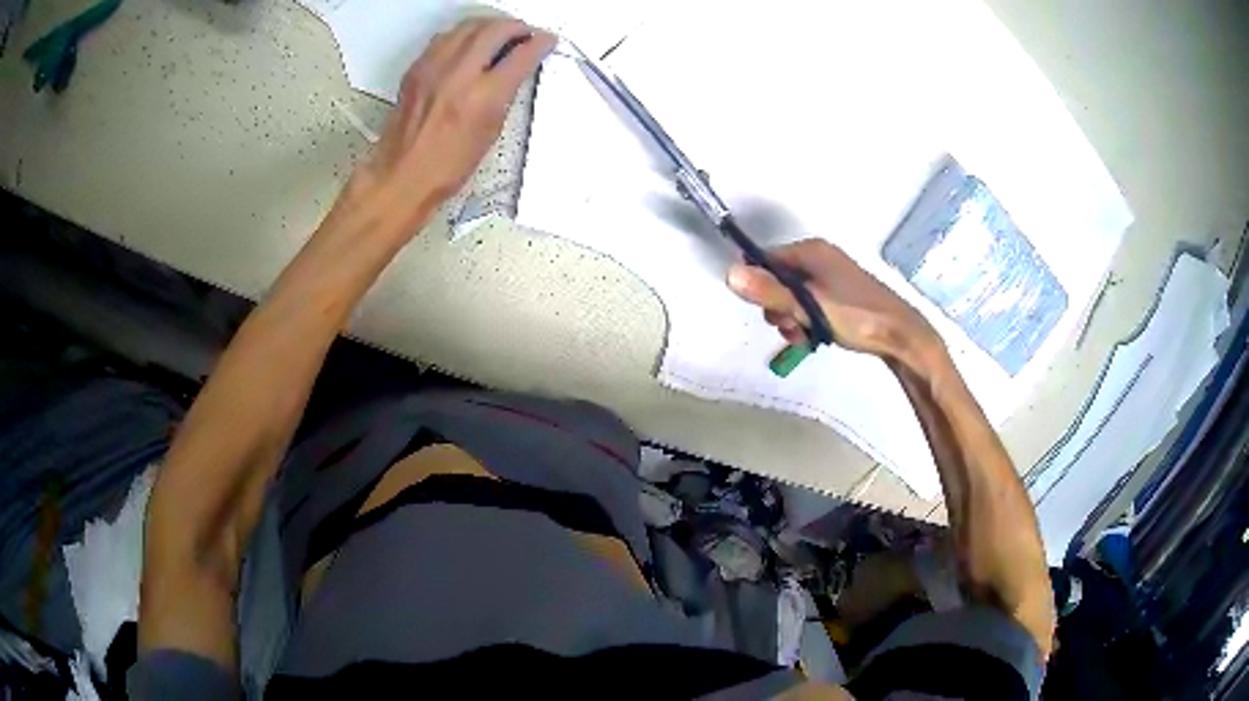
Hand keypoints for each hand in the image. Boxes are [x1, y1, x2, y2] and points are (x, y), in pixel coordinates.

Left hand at [350, 18, 555, 229]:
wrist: (401, 175)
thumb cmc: (448, 166)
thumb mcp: (491, 132)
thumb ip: (505, 94)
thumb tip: (515, 70)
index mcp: (483, 97)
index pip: (521, 55)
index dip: (540, 43)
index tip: (547, 41)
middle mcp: (458, 75)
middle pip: (495, 30)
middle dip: (516, 26)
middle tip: (526, 32)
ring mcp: (433, 68)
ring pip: (468, 26)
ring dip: (489, 25)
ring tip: (499, 33)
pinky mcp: (416, 69)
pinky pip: (445, 37)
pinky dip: (463, 34)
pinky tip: (469, 43)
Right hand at [727, 239, 938, 359]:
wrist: (901, 335)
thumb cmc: (856, 315)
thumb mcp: (809, 306)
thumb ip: (770, 291)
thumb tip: (729, 274)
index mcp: (812, 250)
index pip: (767, 259)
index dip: (760, 285)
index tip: (770, 311)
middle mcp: (820, 257)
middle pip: (779, 280)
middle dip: (778, 308)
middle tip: (791, 328)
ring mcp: (832, 276)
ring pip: (794, 296)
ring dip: (792, 319)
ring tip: (805, 337)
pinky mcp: (841, 295)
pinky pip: (811, 304)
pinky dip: (807, 320)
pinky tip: (814, 337)